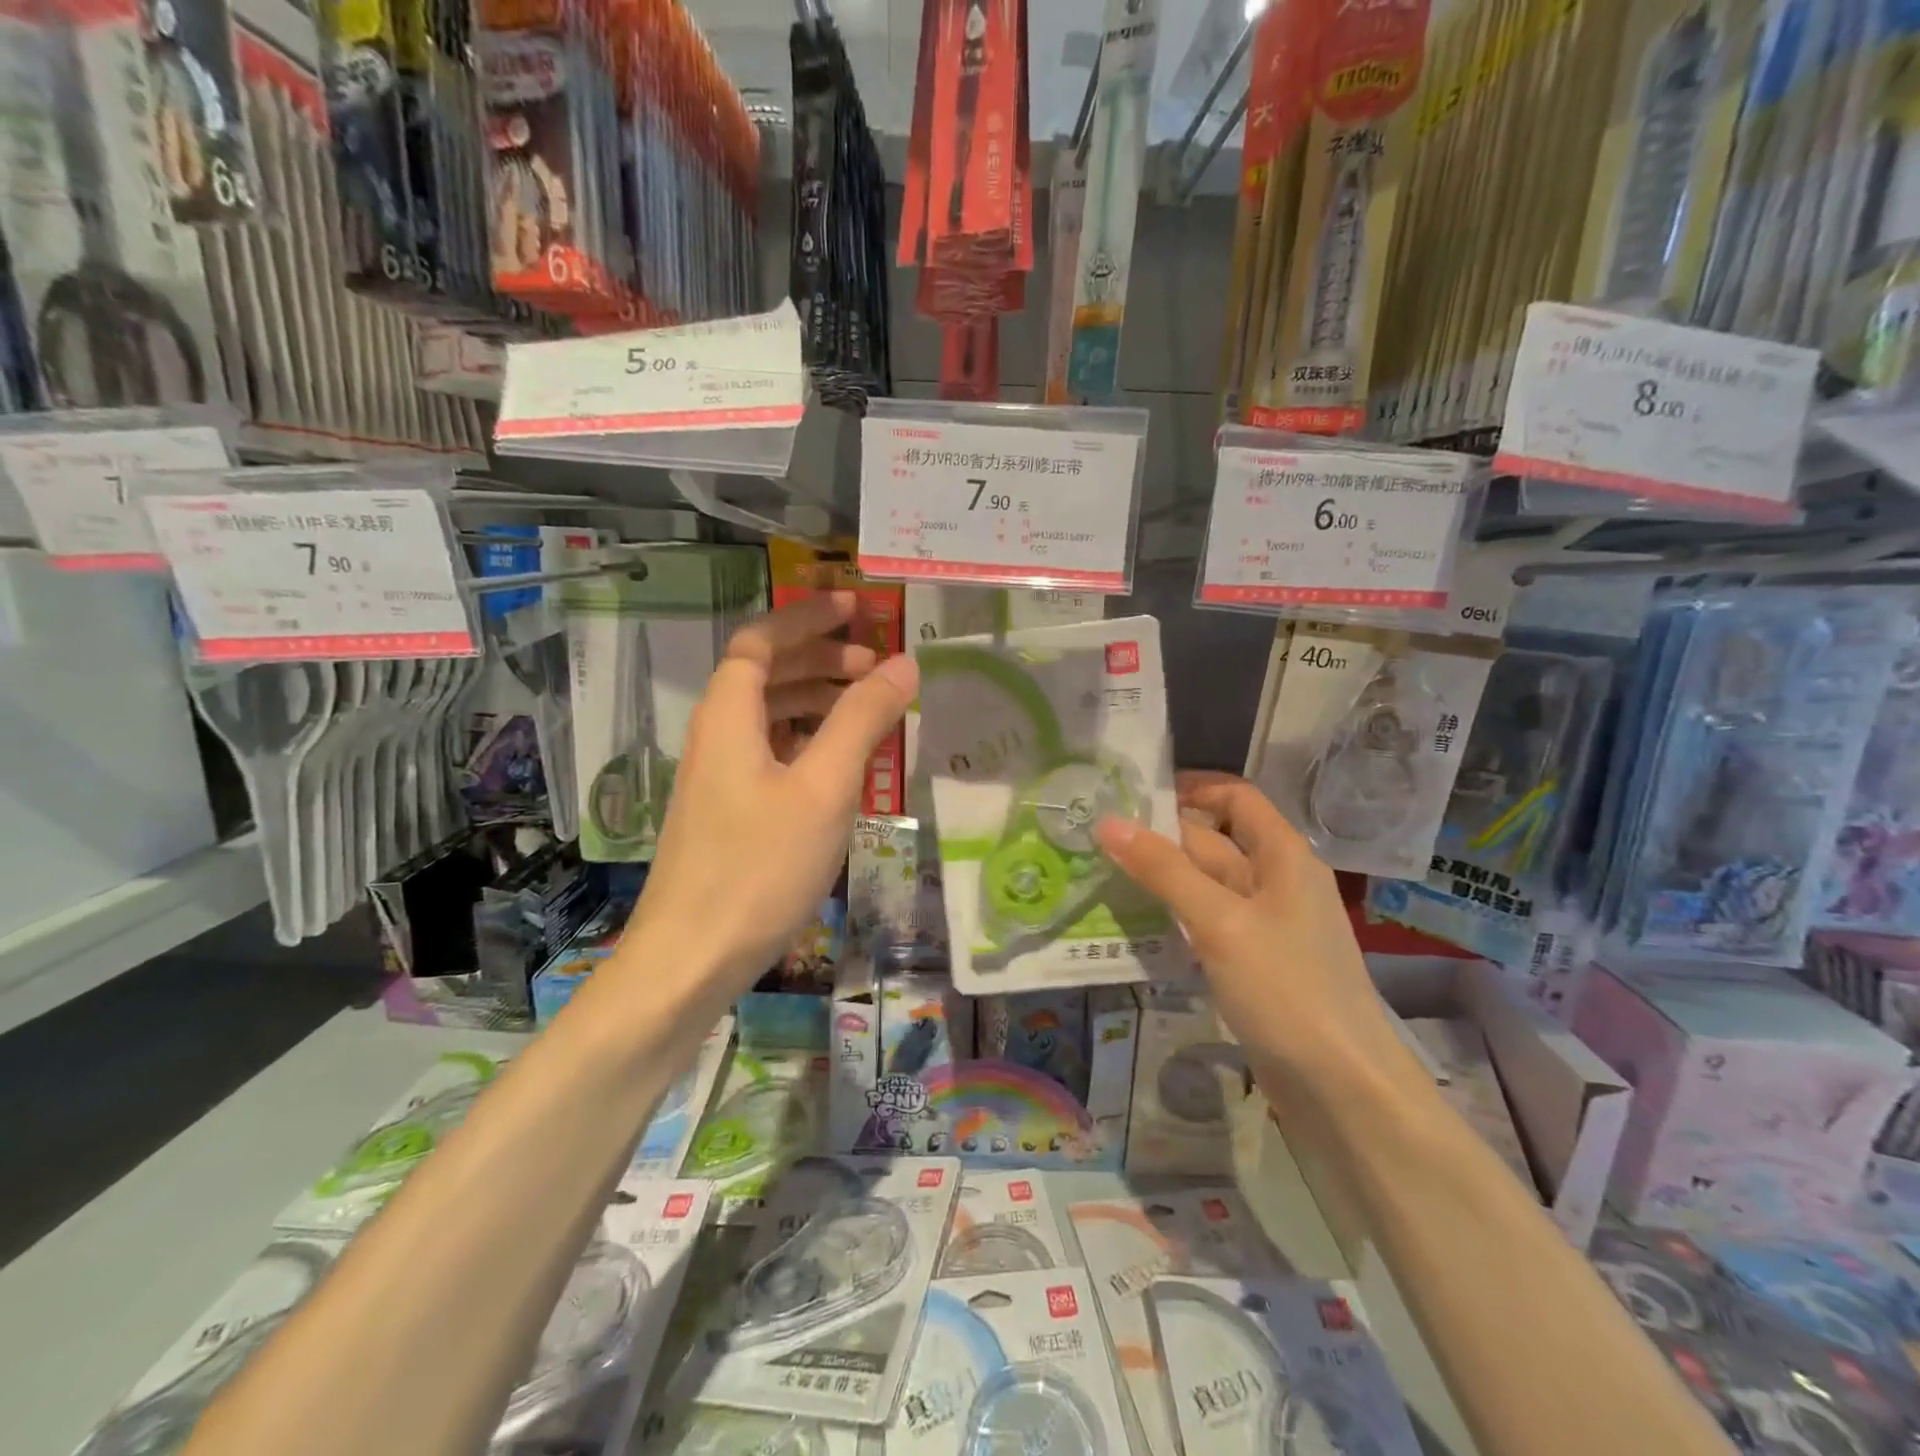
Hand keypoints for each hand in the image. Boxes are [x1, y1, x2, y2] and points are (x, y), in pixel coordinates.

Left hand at [628, 592, 916, 988]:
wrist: (691, 959)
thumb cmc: (759, 866)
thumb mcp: (823, 787)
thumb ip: (862, 719)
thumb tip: (903, 663)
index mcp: (729, 716)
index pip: (760, 641)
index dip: (805, 618)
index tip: (855, 608)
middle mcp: (716, 737)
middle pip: (764, 674)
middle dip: (820, 659)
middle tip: (875, 664)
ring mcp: (718, 778)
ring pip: (768, 717)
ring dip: (816, 700)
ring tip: (868, 709)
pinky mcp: (727, 813)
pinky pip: (770, 754)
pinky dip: (807, 741)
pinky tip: (840, 764)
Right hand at [1094, 772, 1401, 1079]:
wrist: (1342, 1088)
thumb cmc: (1287, 989)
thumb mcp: (1220, 921)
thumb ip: (1164, 870)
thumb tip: (1110, 822)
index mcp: (1283, 856)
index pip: (1237, 797)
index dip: (1191, 788)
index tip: (1135, 796)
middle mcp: (1276, 882)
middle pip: (1214, 841)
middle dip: (1162, 837)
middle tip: (1098, 838)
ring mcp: (1265, 925)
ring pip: (1206, 885)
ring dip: (1162, 878)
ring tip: (1103, 873)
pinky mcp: (1253, 963)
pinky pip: (1207, 923)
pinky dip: (1174, 916)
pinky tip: (1136, 923)